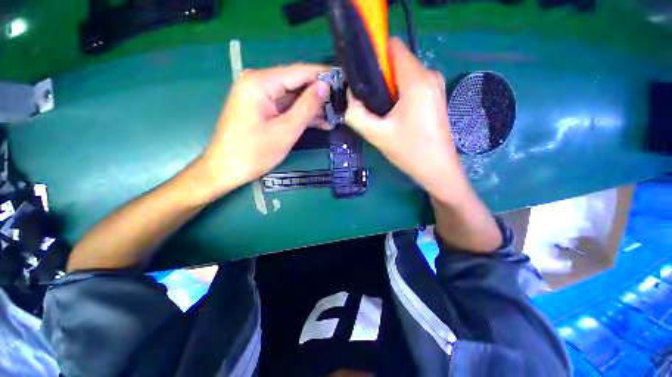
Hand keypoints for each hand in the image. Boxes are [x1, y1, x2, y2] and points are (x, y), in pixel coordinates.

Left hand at [197, 64, 329, 201]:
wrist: (226, 168)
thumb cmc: (255, 152)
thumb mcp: (286, 130)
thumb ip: (307, 107)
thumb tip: (325, 86)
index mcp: (260, 82)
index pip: (299, 72)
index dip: (323, 75)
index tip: (343, 81)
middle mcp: (258, 82)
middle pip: (296, 83)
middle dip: (319, 95)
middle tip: (341, 104)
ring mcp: (259, 95)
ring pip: (293, 97)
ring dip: (312, 107)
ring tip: (334, 116)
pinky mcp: (261, 108)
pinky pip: (286, 107)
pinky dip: (301, 114)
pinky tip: (320, 122)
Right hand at [345, 38, 469, 204]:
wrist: (437, 169)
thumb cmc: (410, 152)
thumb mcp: (376, 135)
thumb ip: (356, 114)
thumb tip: (349, 97)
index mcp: (417, 80)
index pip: (392, 48)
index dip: (374, 58)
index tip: (362, 79)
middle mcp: (429, 75)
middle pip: (397, 62)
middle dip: (379, 78)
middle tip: (371, 103)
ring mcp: (435, 85)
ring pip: (403, 75)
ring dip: (388, 89)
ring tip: (382, 113)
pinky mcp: (435, 96)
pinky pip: (411, 85)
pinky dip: (399, 94)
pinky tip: (394, 115)